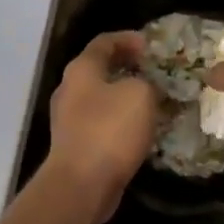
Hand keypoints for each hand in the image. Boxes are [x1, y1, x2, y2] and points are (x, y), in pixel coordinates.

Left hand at [46, 32, 160, 218]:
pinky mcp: (75, 145)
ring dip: (125, 96)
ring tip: (153, 101)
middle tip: (154, 72)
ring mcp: (69, 119)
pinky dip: (120, 121)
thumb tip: (145, 87)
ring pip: (101, 98)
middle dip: (128, 68)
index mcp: (81, 69)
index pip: (104, 42)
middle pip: (99, 69)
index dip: (128, 39)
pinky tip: (140, 130)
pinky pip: (101, 123)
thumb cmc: (110, 130)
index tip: (151, 45)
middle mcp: (70, 89)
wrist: (81, 184)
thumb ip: (147, 83)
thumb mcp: (140, 95)